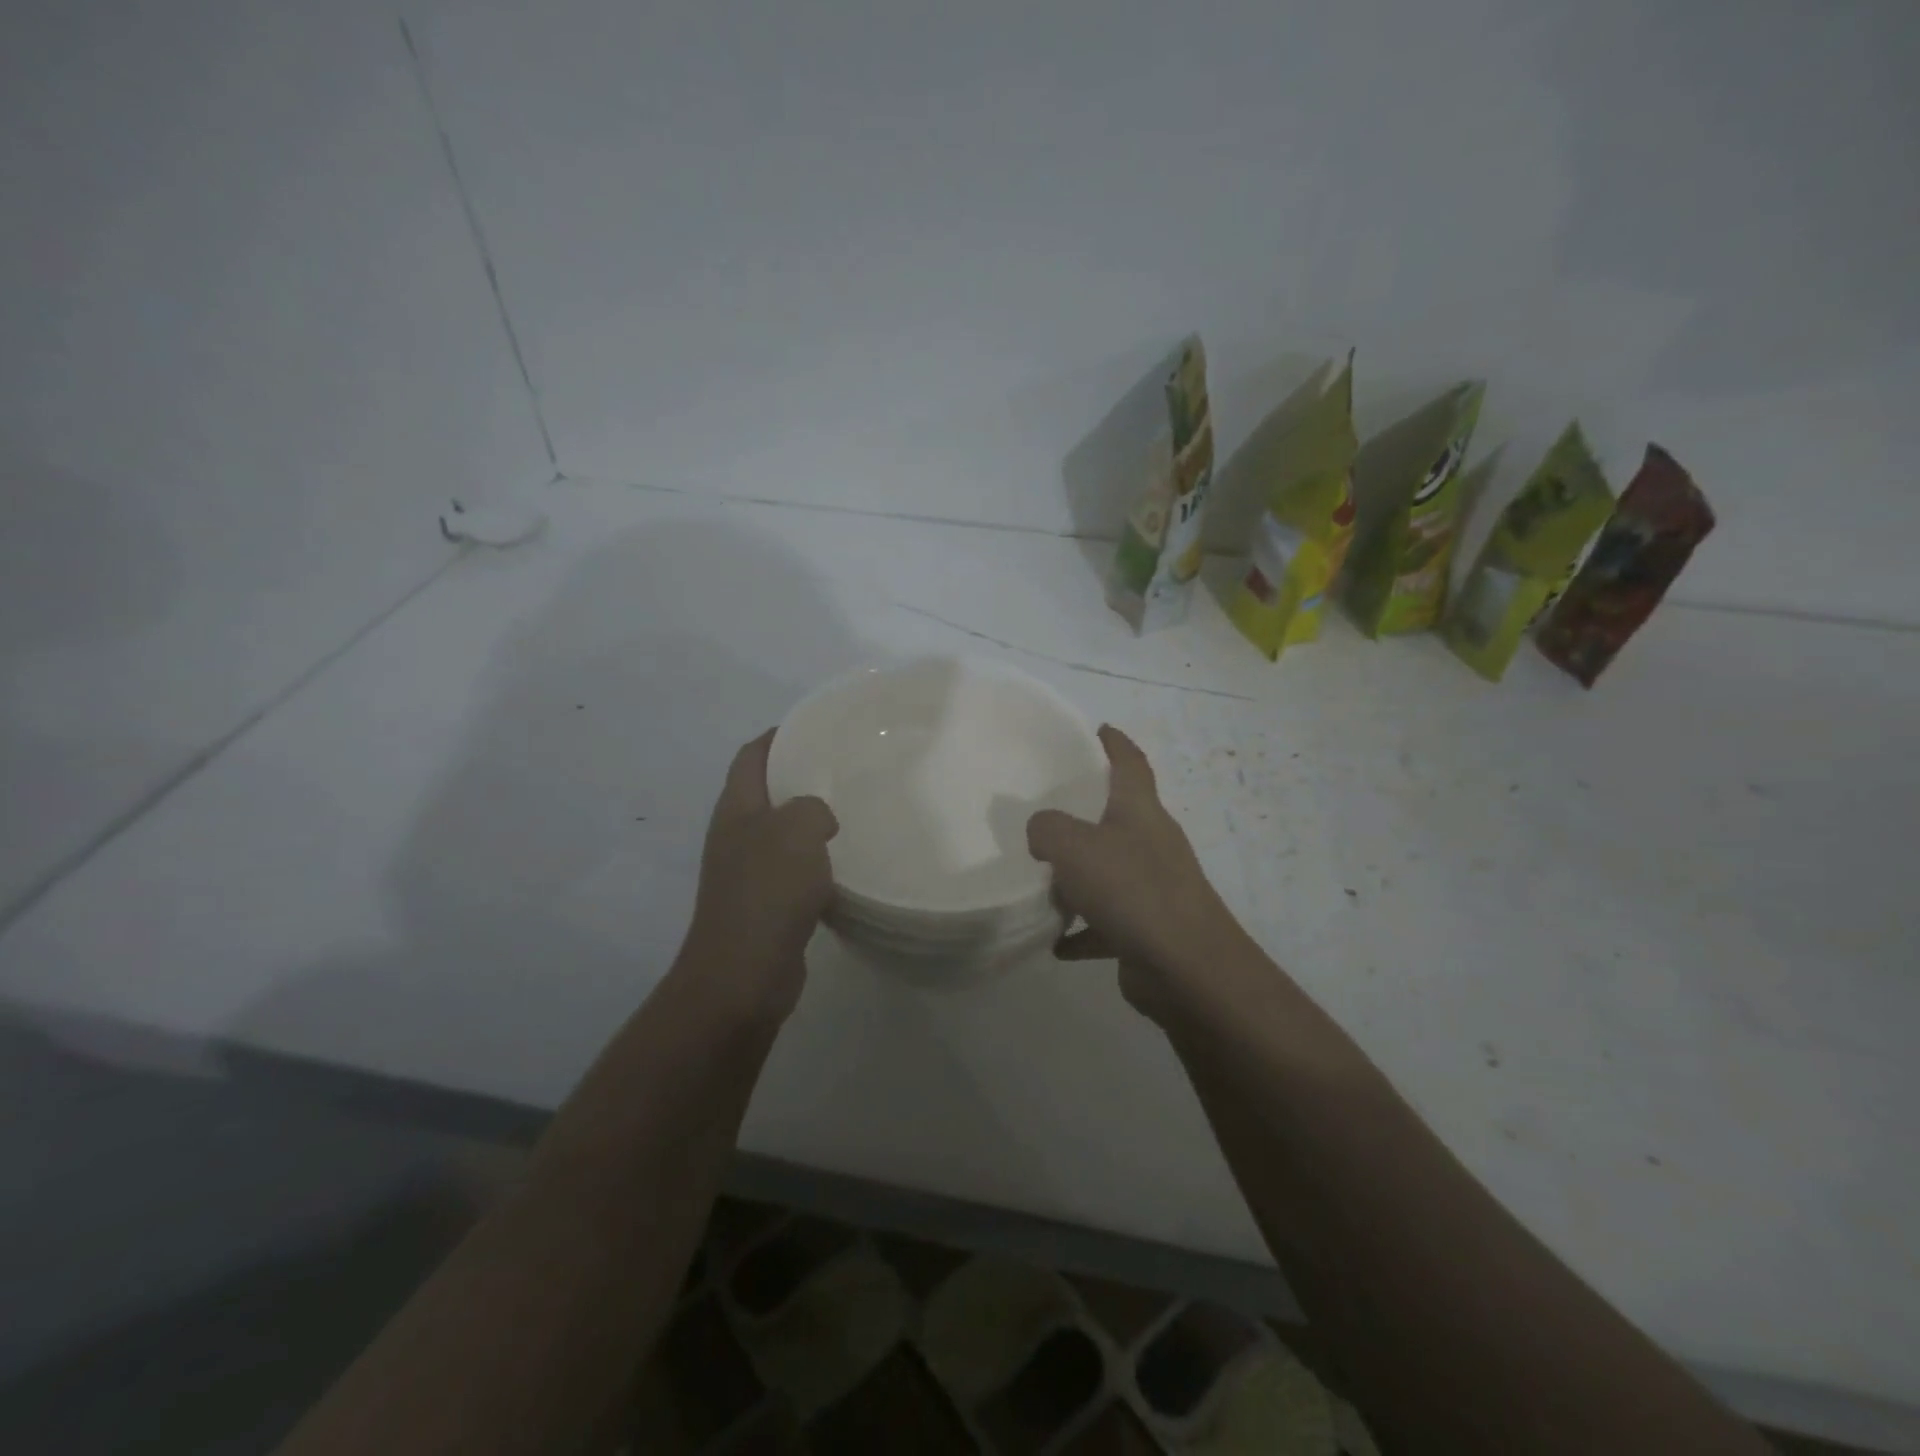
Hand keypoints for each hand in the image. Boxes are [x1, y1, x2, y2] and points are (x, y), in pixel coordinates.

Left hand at [681, 730, 838, 1022]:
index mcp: (736, 809)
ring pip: (781, 834)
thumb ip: (812, 808)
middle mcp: (736, 836)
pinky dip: (815, 863)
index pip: (751, 756)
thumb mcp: (797, 830)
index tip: (814, 726)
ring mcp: (746, 873)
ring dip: (810, 823)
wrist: (743, 974)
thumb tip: (818, 820)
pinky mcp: (764, 906)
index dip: (777, 736)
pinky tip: (845, 866)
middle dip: (799, 777)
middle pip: (765, 792)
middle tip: (844, 770)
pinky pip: (792, 871)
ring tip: (853, 813)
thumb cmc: (767, 892)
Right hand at [1027, 725, 1251, 1020]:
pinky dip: (1083, 929)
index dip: (1115, 743)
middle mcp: (1151, 844)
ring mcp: (1153, 888)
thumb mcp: (1074, 846)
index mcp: (1140, 812)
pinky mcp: (1148, 929)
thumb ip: (1047, 829)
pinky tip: (1056, 942)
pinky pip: (1107, 922)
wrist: (1187, 967)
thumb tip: (1041, 832)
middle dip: (1084, 814)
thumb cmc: (1132, 890)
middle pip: (1117, 818)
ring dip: (1077, 878)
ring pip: (1108, 873)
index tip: (1099, 729)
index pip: (1131, 764)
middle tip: (1046, 810)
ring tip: (1041, 882)